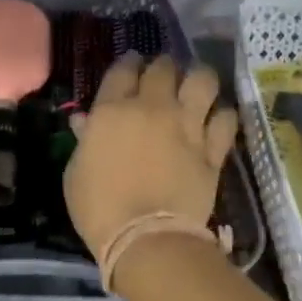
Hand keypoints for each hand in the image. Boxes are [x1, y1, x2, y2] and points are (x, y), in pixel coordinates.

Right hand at [64, 55, 238, 258]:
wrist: (146, 238)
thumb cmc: (98, 208)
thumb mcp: (75, 172)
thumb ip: (84, 141)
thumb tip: (86, 122)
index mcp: (112, 110)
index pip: (123, 69)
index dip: (128, 62)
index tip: (131, 64)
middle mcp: (152, 108)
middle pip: (163, 68)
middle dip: (162, 66)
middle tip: (163, 75)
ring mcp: (186, 127)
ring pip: (202, 81)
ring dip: (198, 78)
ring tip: (196, 84)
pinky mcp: (212, 150)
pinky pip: (225, 119)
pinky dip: (221, 114)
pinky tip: (216, 118)